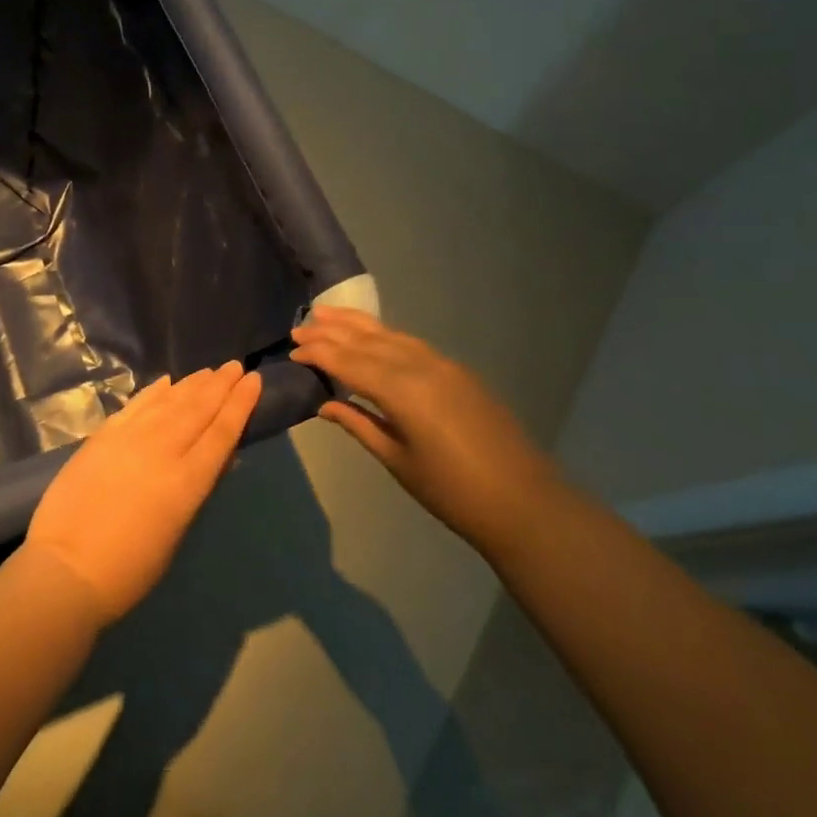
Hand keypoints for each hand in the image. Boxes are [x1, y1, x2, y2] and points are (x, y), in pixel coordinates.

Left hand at [25, 362, 262, 625]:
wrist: (66, 567)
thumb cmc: (129, 569)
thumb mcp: (176, 532)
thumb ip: (196, 489)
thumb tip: (218, 458)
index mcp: (187, 481)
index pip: (222, 432)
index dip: (240, 404)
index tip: (254, 380)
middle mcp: (162, 449)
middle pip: (198, 409)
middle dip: (220, 385)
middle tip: (236, 366)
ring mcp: (130, 437)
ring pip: (169, 401)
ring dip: (192, 384)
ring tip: (209, 370)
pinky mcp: (103, 435)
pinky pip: (136, 404)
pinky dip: (154, 390)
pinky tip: (167, 381)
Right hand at [290, 306, 555, 552]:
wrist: (524, 502)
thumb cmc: (453, 492)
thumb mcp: (398, 460)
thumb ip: (359, 424)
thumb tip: (325, 404)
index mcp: (401, 390)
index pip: (348, 361)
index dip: (318, 354)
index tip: (291, 350)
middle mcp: (419, 366)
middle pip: (366, 340)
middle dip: (331, 332)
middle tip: (299, 327)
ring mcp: (442, 364)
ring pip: (389, 334)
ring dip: (356, 324)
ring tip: (326, 314)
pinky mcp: (456, 371)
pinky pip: (410, 343)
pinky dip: (383, 335)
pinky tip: (370, 336)